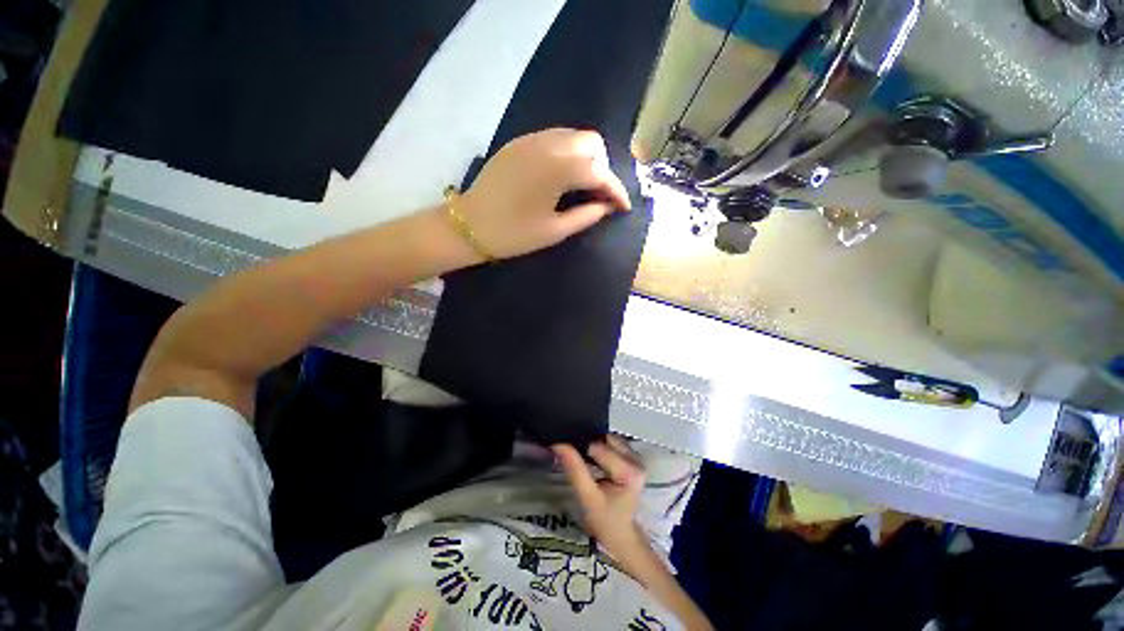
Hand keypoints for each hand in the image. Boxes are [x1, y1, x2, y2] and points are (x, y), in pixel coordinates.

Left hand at [457, 128, 631, 258]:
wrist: (469, 225)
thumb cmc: (513, 234)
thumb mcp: (554, 231)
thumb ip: (586, 215)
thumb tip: (607, 207)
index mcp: (558, 169)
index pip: (599, 172)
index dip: (616, 190)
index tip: (624, 207)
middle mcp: (548, 145)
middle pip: (591, 144)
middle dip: (603, 168)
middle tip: (600, 195)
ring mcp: (532, 140)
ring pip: (574, 137)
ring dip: (587, 158)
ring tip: (585, 186)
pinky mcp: (520, 143)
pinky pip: (555, 139)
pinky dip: (568, 154)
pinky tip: (563, 176)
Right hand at [553, 437, 646, 559]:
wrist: (621, 535)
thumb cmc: (604, 520)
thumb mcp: (587, 497)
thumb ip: (574, 469)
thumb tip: (558, 444)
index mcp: (629, 471)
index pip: (598, 448)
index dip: (581, 449)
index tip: (566, 452)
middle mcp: (636, 460)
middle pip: (605, 440)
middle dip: (588, 444)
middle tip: (573, 455)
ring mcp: (635, 457)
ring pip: (609, 439)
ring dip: (594, 444)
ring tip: (581, 457)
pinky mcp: (632, 458)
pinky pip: (613, 443)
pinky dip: (601, 447)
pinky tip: (592, 458)